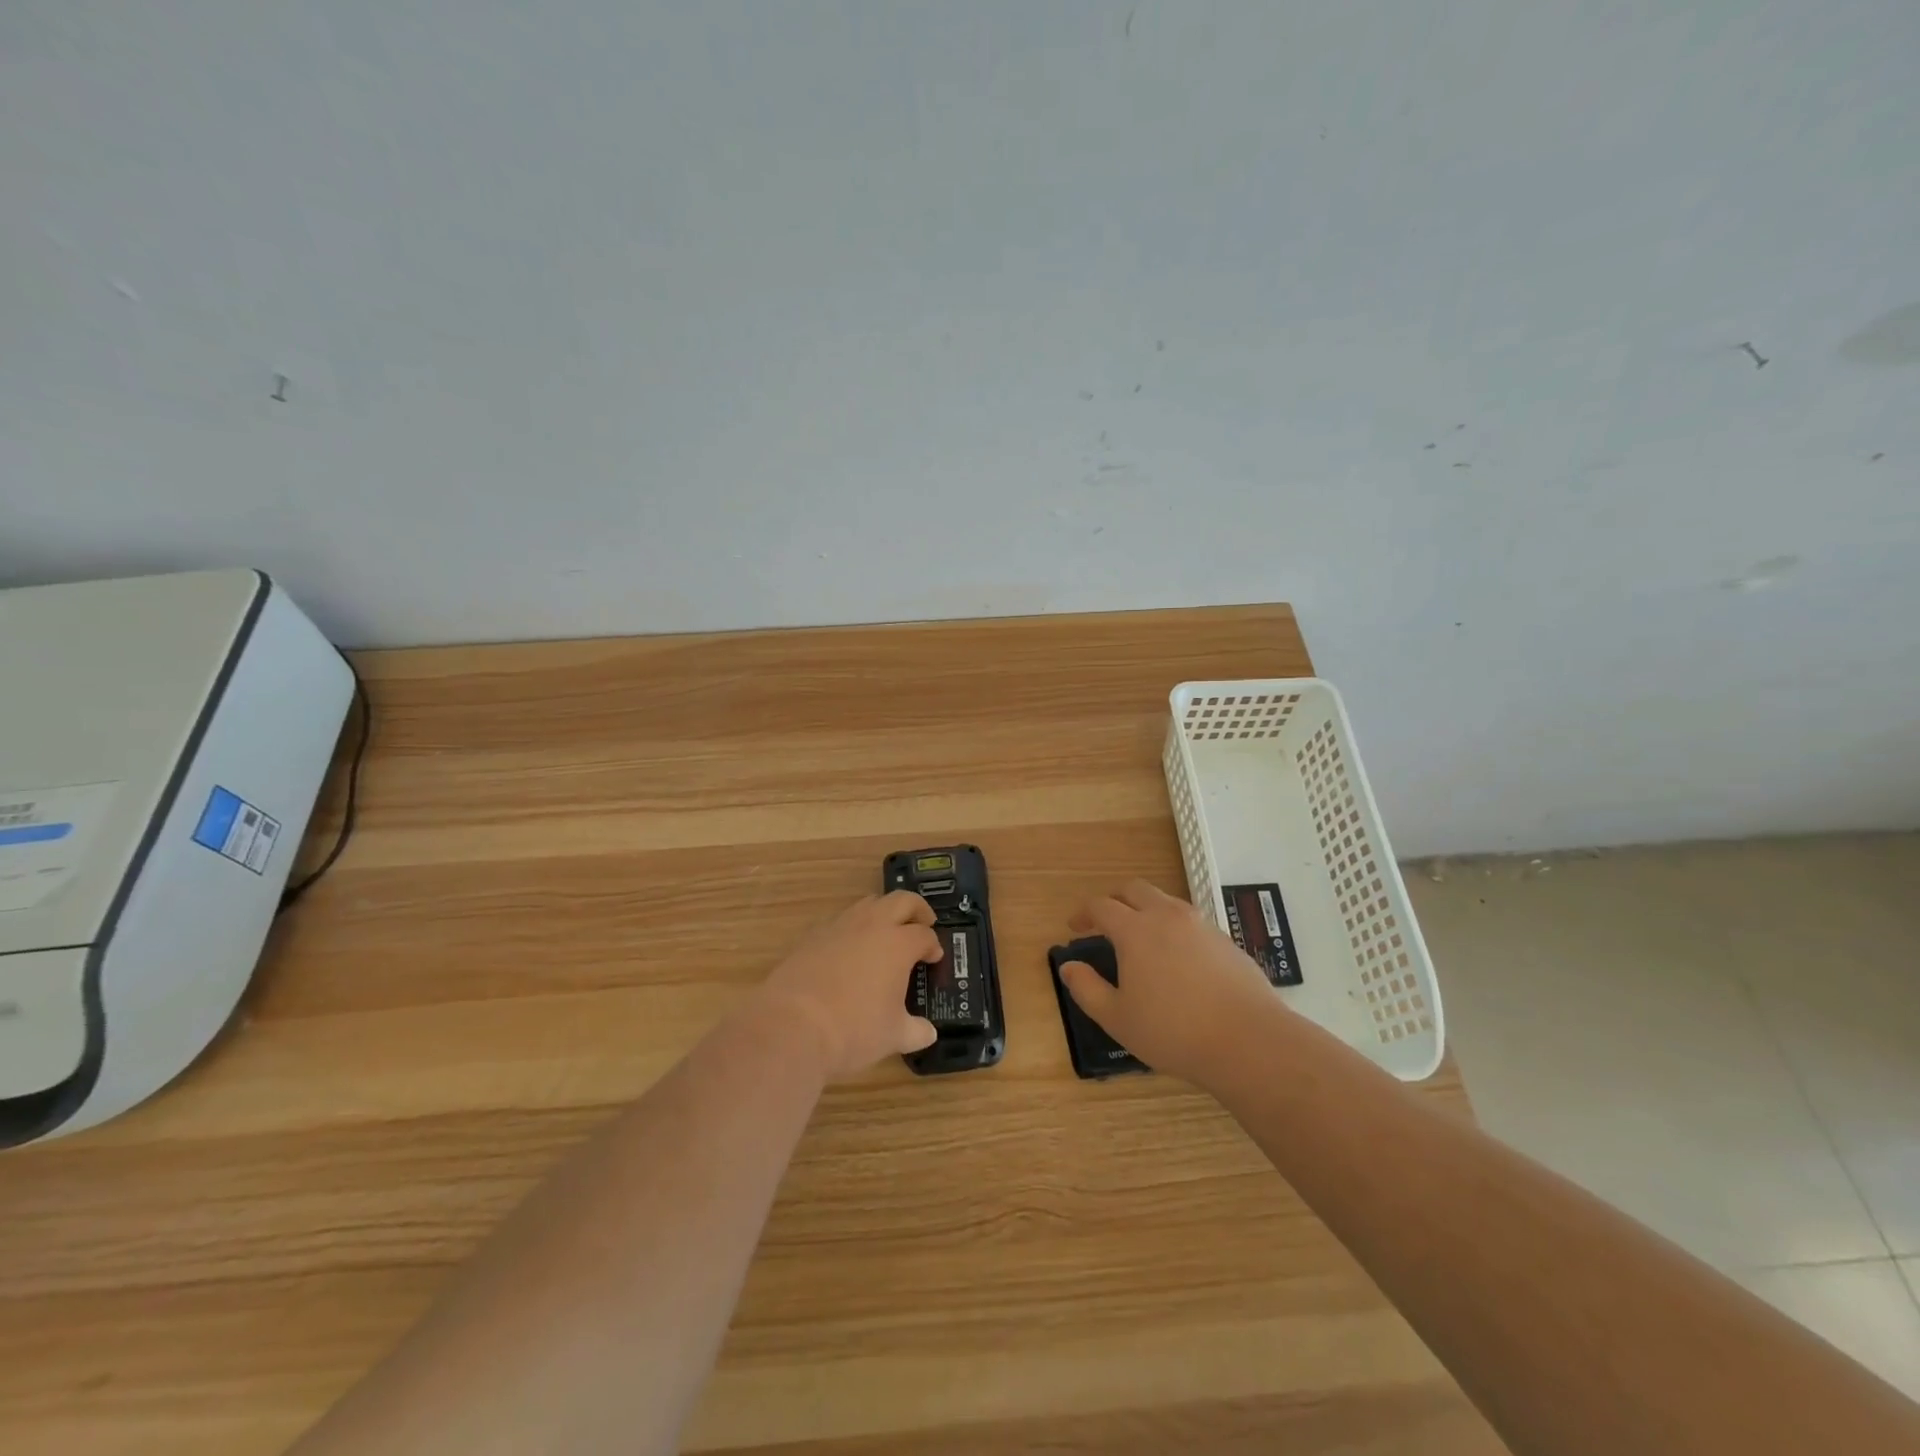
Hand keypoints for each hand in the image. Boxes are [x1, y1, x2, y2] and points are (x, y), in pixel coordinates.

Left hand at [759, 891, 941, 1079]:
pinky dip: (853, 928)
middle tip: (922, 925)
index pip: (924, 934)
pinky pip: (841, 920)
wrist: (792, 1026)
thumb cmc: (853, 1029)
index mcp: (898, 944)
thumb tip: (928, 1032)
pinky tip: (849, 951)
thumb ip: (916, 1031)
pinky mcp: (813, 935)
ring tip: (886, 934)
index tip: (934, 957)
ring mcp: (839, 926)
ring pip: (869, 904)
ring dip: (883, 913)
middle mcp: (872, 925)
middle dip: (917, 910)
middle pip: (902, 900)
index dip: (933, 944)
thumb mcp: (893, 1036)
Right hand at [1057, 879, 1279, 1085]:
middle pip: (1134, 889)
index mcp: (1135, 930)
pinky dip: (1174, 927)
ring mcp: (1200, 924)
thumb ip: (1086, 989)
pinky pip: (1191, 920)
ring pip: (1165, 901)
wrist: (1249, 1041)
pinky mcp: (1225, 940)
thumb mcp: (1117, 1019)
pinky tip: (1177, 958)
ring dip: (1146, 909)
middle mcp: (1167, 916)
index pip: (1101, 906)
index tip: (1075, 927)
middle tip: (1105, 921)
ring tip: (1141, 937)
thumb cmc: (1173, 1032)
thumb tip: (1068, 966)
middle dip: (1115, 899)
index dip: (1083, 913)